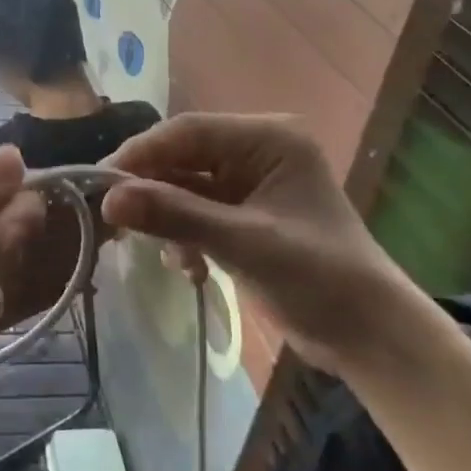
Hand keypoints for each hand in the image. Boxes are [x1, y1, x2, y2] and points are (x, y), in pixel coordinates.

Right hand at [100, 114, 412, 373]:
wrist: (371, 338)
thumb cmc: (318, 279)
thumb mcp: (244, 244)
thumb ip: (175, 216)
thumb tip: (108, 200)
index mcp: (268, 139)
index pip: (188, 131)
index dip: (141, 153)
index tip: (99, 182)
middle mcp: (257, 151)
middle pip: (183, 156)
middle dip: (150, 188)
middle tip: (112, 217)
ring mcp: (250, 183)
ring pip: (185, 185)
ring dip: (167, 217)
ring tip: (157, 251)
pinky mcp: (244, 213)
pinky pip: (196, 210)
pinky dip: (184, 234)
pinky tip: (189, 267)